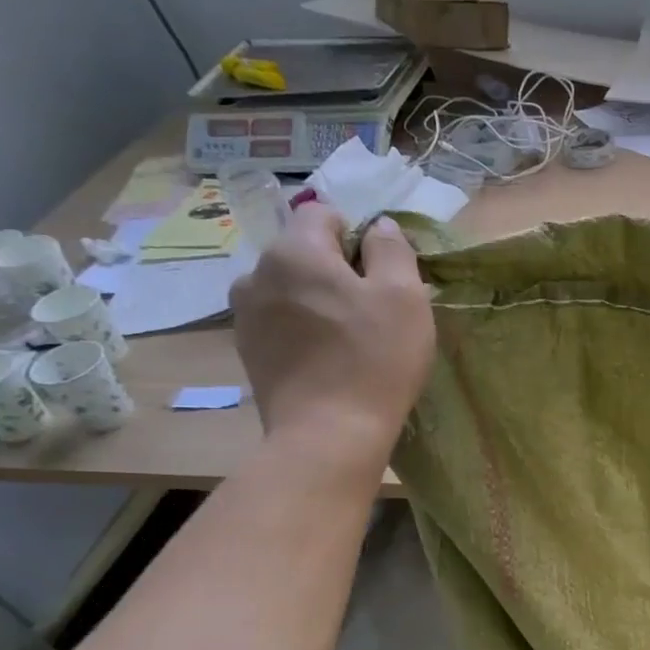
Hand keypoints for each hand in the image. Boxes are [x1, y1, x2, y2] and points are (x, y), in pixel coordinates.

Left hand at [231, 207, 434, 460]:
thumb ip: (392, 249)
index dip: (358, 236)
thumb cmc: (375, 359)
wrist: (329, 434)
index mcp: (295, 251)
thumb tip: (379, 225)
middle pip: (304, 253)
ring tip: (347, 338)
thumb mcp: (405, 297)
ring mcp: (245, 315)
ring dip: (317, 301)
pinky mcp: (248, 351)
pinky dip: (302, 330)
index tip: (381, 274)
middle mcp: (257, 273)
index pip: (322, 214)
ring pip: (290, 289)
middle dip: (337, 270)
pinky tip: (327, 360)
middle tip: (372, 311)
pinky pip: (280, 322)